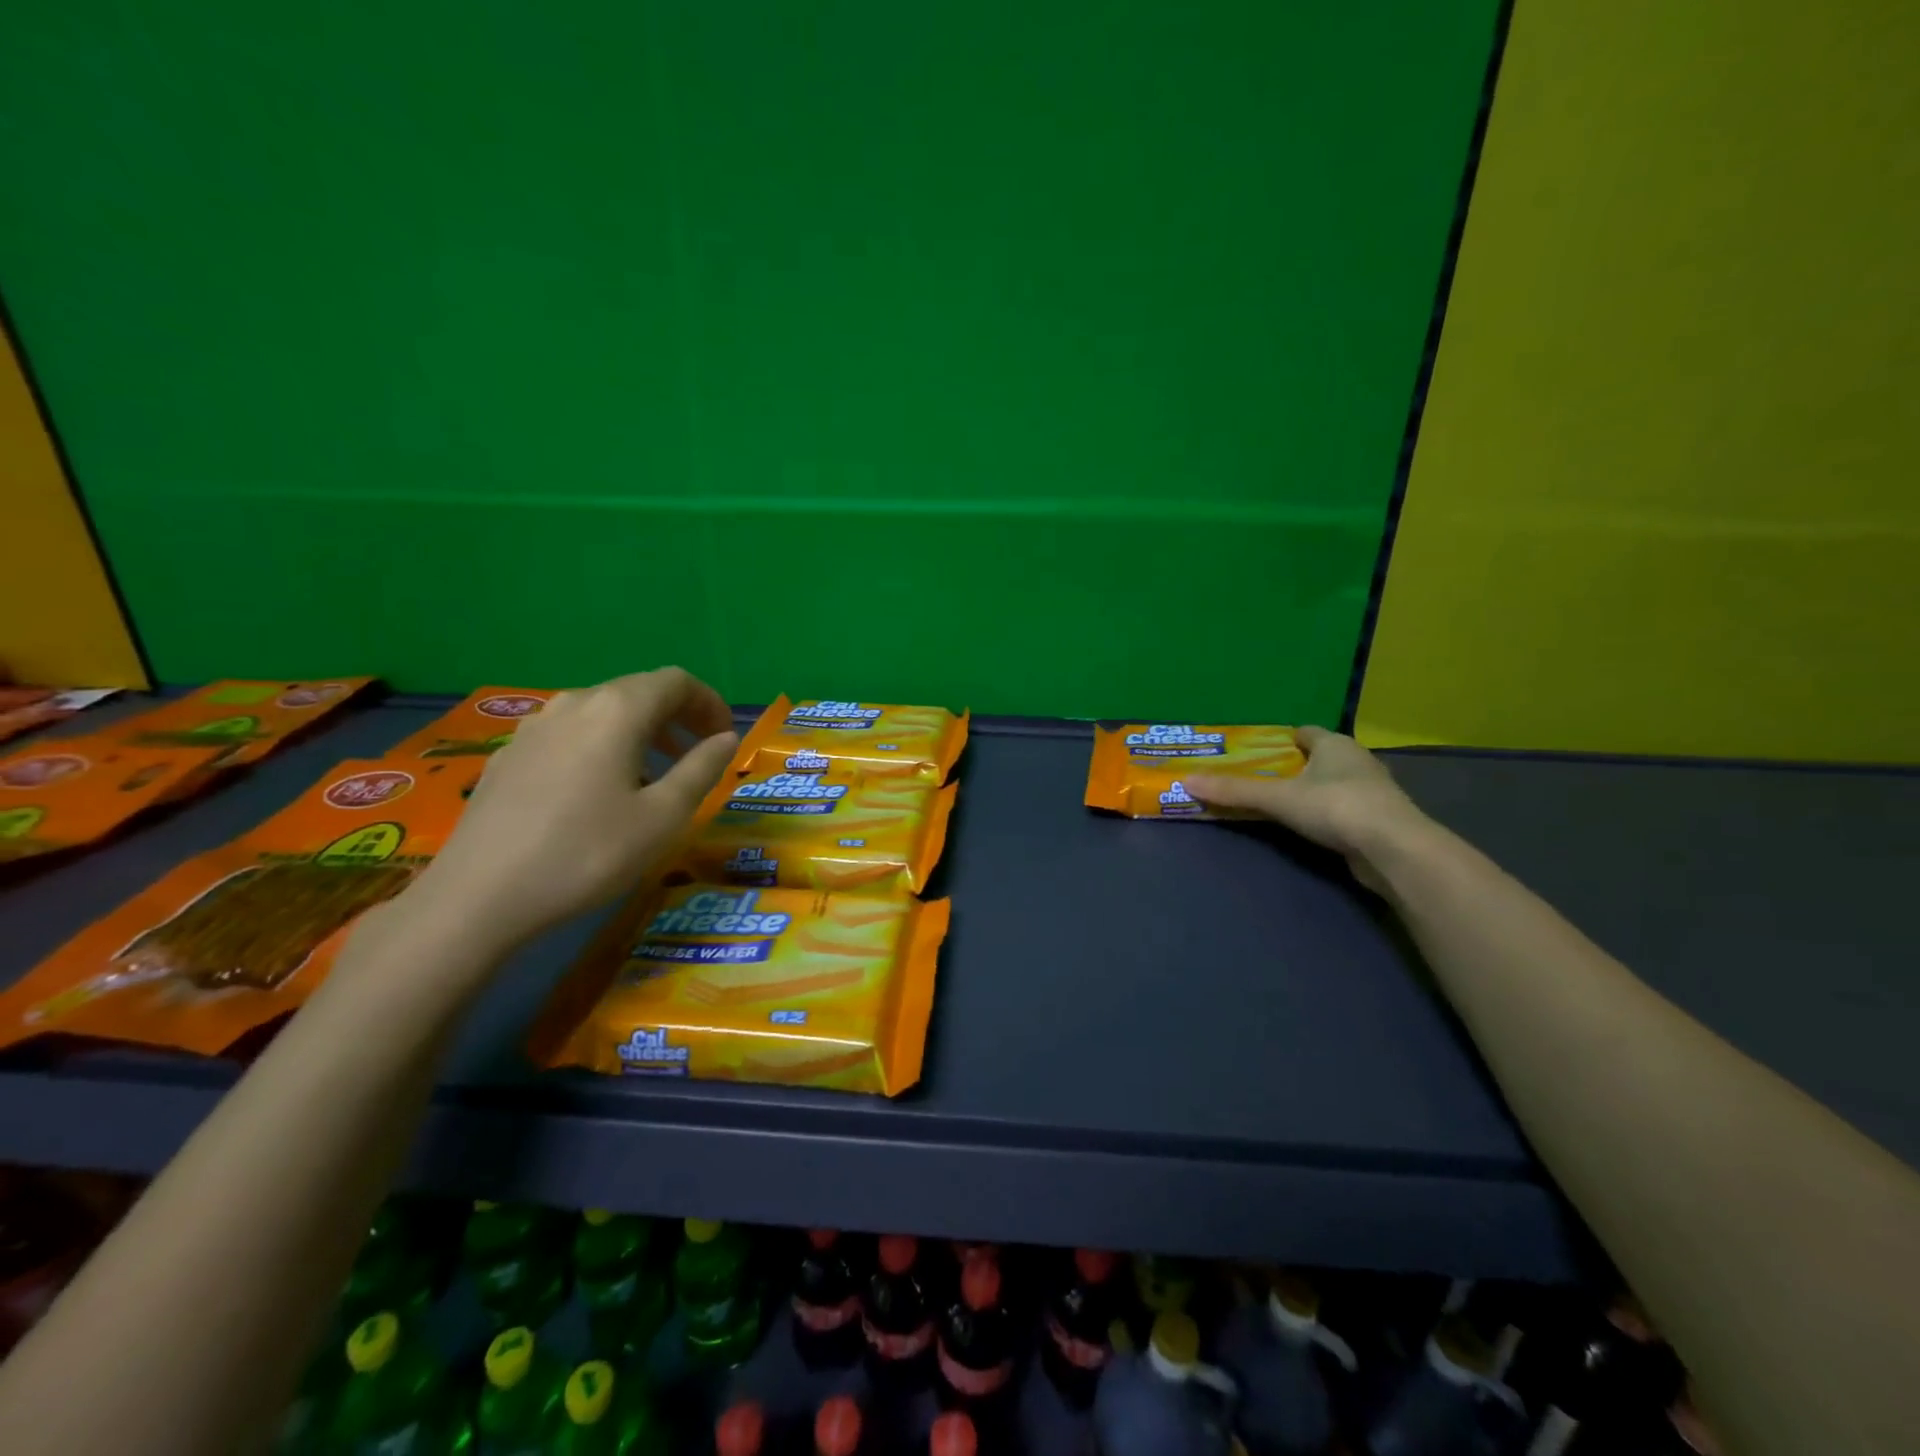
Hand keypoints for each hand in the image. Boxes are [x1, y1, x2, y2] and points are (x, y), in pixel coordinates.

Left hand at [404, 668, 738, 947]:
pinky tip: (599, 791)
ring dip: (640, 731)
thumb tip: (726, 738)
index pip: (675, 682)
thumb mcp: (662, 817)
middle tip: (699, 754)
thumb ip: (701, 769)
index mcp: (617, 711)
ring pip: (601, 712)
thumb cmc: (587, 853)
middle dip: (677, 716)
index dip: (709, 702)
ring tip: (655, 773)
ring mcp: (534, 728)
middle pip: (638, 691)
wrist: (479, 897)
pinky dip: (602, 746)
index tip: (724, 737)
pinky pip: (570, 735)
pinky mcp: (508, 756)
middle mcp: (574, 704)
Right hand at [1185, 726, 1430, 890]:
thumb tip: (1186, 781)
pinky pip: (1341, 809)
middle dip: (1290, 767)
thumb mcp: (1278, 798)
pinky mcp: (1377, 821)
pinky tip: (1306, 827)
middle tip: (1256, 779)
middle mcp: (1356, 761)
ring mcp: (1371, 791)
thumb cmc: (1336, 807)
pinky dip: (1323, 814)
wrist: (1394, 850)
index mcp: (1335, 744)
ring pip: (1331, 784)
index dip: (1279, 740)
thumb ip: (1234, 791)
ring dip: (1309, 792)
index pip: (1303, 732)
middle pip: (1317, 758)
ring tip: (1276, 804)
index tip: (1253, 752)